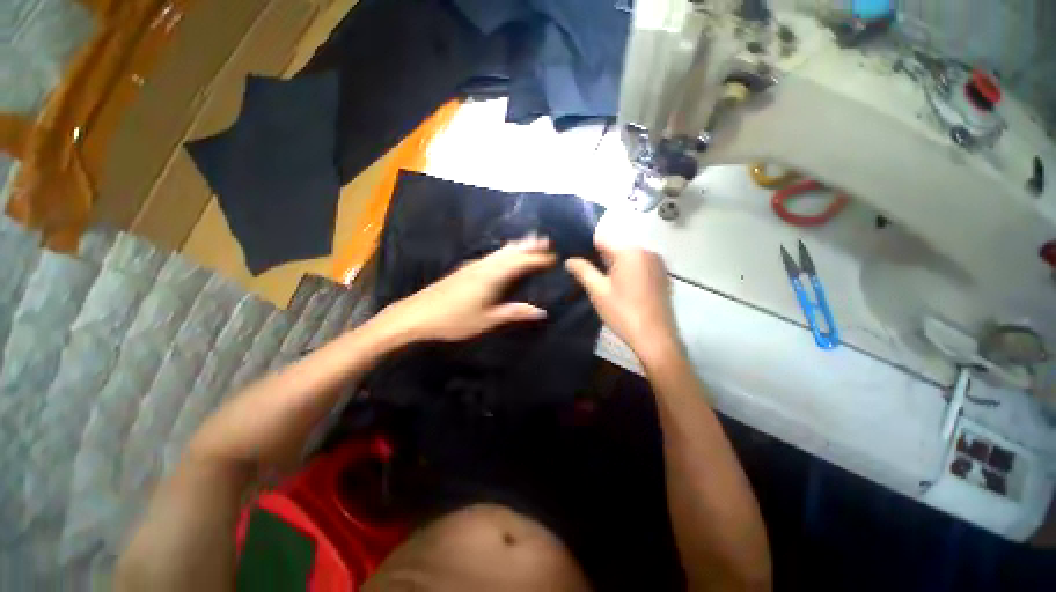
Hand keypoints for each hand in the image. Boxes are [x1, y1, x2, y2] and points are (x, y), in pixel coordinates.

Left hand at [382, 235, 556, 341]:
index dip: (538, 259)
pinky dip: (504, 251)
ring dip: (517, 245)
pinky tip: (504, 255)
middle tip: (545, 240)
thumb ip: (514, 313)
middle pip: (511, 251)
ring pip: (500, 251)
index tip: (554, 257)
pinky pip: (492, 255)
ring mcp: (473, 265)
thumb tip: (541, 311)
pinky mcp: (465, 268)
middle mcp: (484, 265)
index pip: (521, 263)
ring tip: (530, 241)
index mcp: (492, 276)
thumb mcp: (487, 320)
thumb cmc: (454, 320)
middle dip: (529, 245)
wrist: (417, 314)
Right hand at [565, 240, 680, 365]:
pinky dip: (628, 272)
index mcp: (630, 252)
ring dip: (614, 266)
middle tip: (587, 275)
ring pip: (628, 258)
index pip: (601, 240)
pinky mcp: (663, 276)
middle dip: (600, 258)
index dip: (586, 248)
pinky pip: (640, 266)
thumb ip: (583, 271)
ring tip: (602, 283)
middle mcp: (647, 251)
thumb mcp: (598, 291)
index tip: (576, 260)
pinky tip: (621, 289)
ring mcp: (658, 263)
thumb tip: (569, 260)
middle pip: (616, 248)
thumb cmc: (623, 312)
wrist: (655, 338)